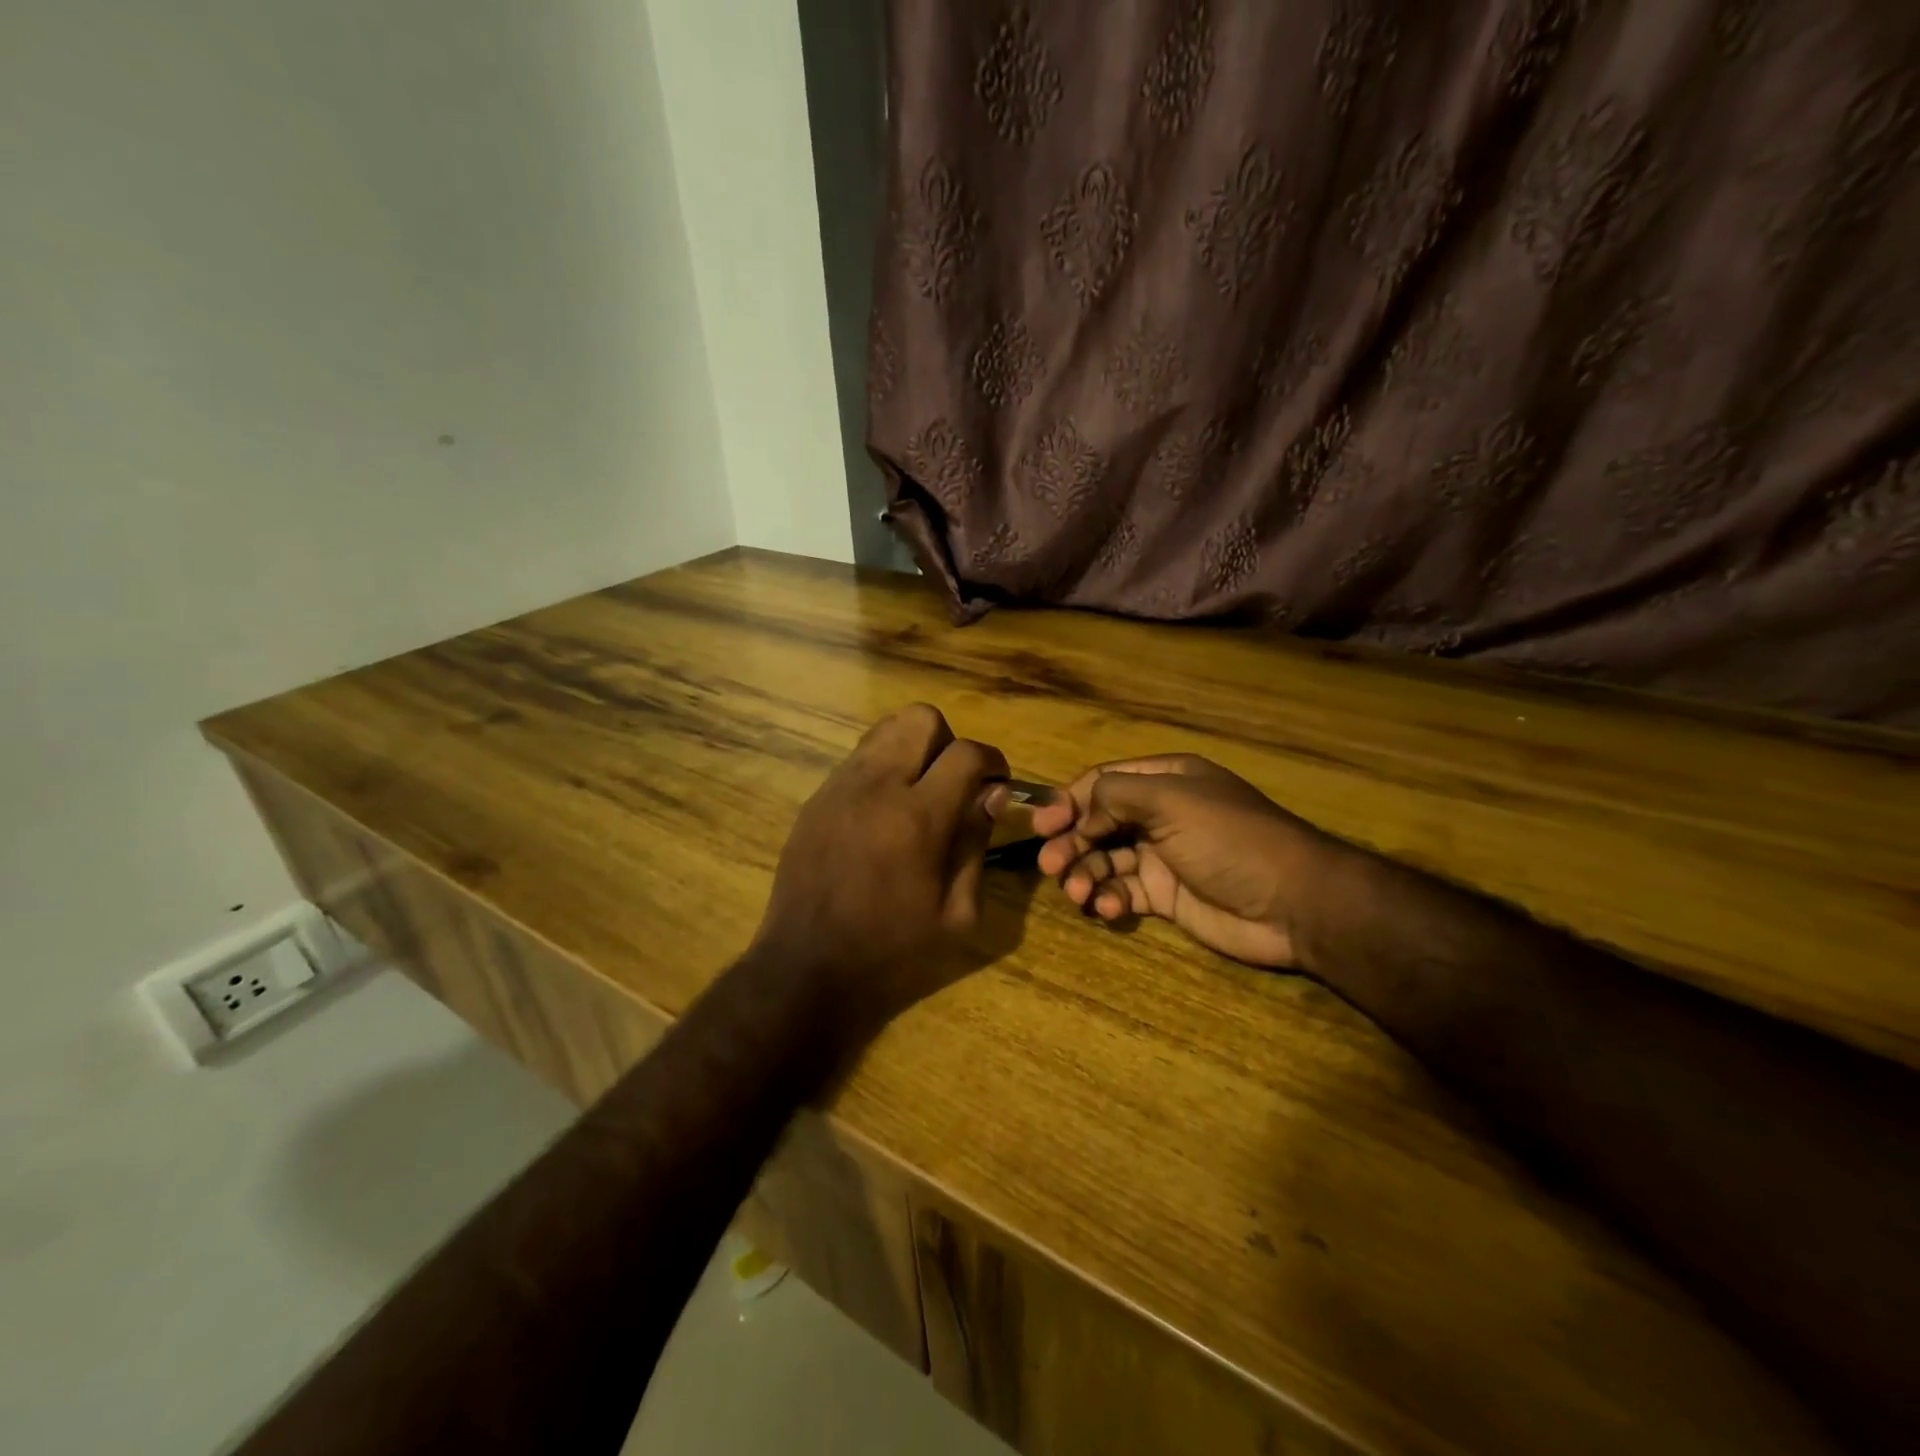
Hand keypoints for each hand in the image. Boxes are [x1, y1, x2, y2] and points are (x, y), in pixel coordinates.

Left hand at [751, 704, 1009, 1032]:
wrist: (806, 968)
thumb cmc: (891, 952)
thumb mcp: (957, 915)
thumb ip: (976, 844)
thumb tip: (993, 795)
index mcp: (917, 818)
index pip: (967, 753)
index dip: (993, 762)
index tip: (997, 785)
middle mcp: (876, 787)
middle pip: (921, 718)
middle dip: (948, 742)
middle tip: (952, 784)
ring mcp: (839, 787)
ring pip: (885, 730)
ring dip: (913, 750)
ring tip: (918, 794)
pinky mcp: (816, 798)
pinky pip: (859, 759)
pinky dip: (882, 770)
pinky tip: (882, 814)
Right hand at [1031, 755, 1338, 968]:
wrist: (1293, 903)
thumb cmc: (1228, 838)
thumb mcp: (1170, 799)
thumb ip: (1116, 794)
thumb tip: (1079, 811)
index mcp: (1165, 779)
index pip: (1102, 782)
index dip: (1068, 801)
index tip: (1042, 826)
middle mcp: (1160, 813)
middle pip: (1098, 822)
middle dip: (1071, 841)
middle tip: (1050, 866)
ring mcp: (1163, 856)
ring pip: (1106, 859)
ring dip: (1085, 872)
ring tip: (1079, 891)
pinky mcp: (1167, 896)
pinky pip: (1124, 891)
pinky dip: (1109, 898)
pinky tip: (1109, 908)